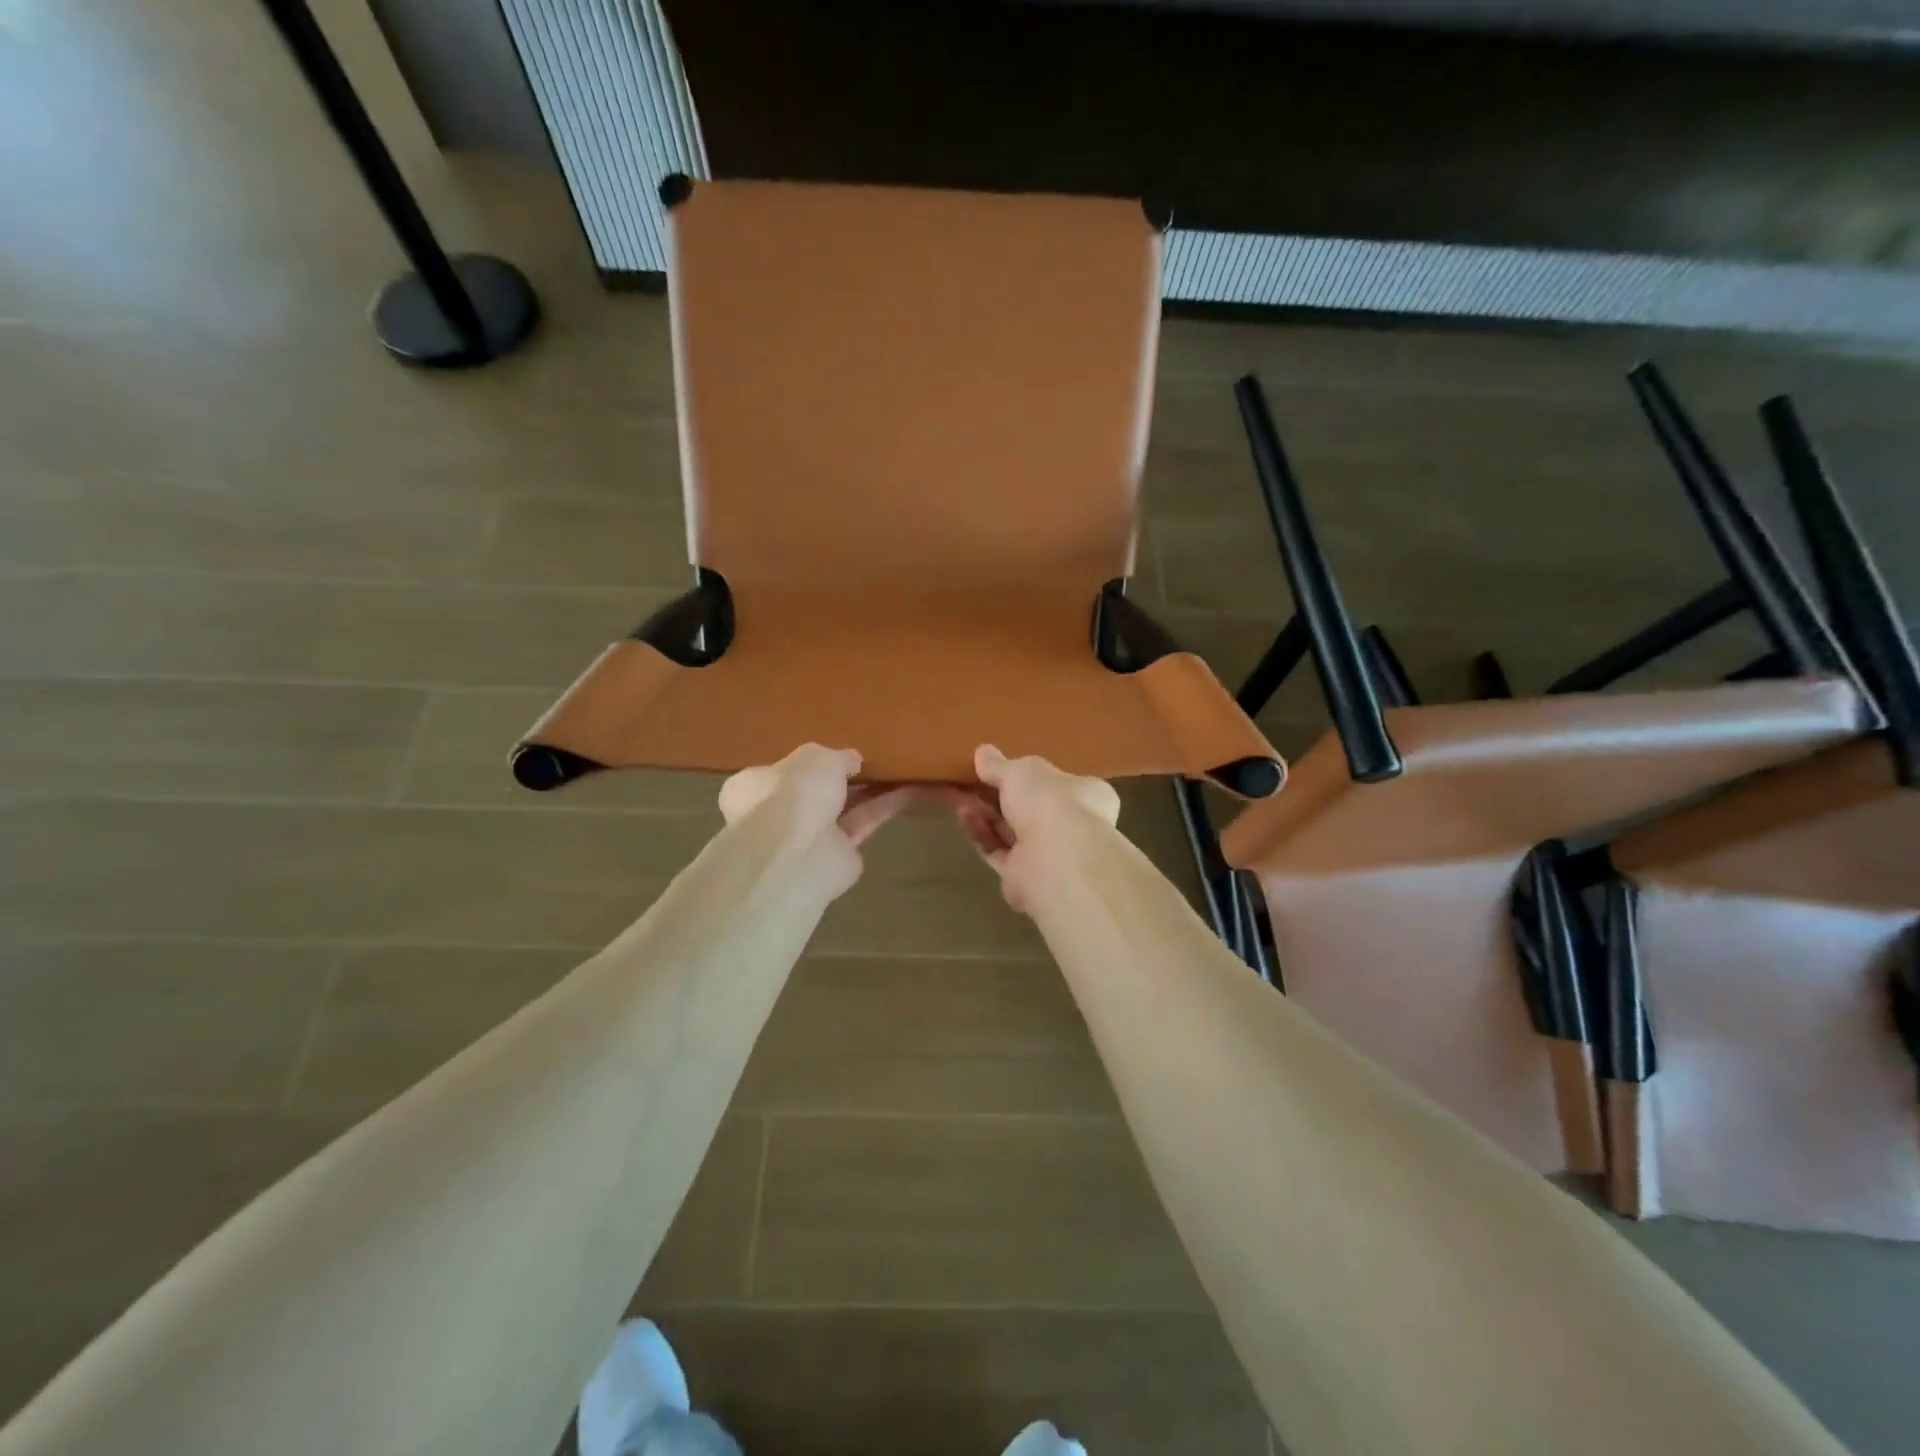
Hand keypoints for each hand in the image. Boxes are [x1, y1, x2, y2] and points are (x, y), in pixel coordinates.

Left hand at [718, 745, 918, 899]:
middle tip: (871, 759)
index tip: (832, 752)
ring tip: (901, 768)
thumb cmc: (792, 793)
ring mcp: (808, 838)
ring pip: (844, 807)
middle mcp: (777, 813)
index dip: (805, 762)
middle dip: (841, 778)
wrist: (797, 854)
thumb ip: (837, 757)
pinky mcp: (840, 855)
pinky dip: (886, 806)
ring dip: (870, 790)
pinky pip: (865, 823)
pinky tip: (911, 788)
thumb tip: (852, 761)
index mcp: (755, 786)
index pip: (778, 772)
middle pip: (815, 792)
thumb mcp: (816, 756)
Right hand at [944, 745, 1119, 912]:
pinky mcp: (1025, 877)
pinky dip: (982, 834)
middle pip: (1030, 807)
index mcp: (1087, 794)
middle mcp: (1074, 825)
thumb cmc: (1049, 802)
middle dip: (998, 795)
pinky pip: (999, 851)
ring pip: (1011, 831)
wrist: (1054, 860)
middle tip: (970, 782)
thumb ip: (999, 765)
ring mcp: (1050, 855)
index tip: (1000, 769)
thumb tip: (982, 752)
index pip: (1060, 782)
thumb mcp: (1020, 771)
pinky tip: (964, 816)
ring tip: (958, 797)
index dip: (1029, 775)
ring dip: (986, 814)